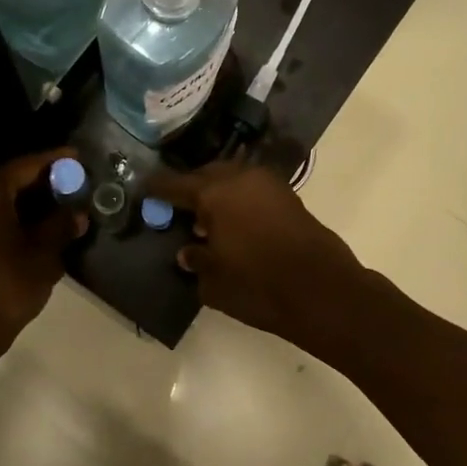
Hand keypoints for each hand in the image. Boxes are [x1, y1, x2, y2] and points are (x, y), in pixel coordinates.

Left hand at [0, 149, 87, 350]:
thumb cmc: (4, 287)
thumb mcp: (42, 256)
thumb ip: (60, 227)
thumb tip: (76, 214)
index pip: (24, 167)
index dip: (53, 162)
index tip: (76, 157)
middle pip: (4, 182)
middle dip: (37, 185)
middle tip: (68, 187)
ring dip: (19, 204)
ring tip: (52, 209)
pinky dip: (1, 218)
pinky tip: (25, 228)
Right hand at [149, 161, 367, 347]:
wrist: (322, 290)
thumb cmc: (258, 285)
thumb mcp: (214, 281)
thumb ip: (196, 260)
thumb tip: (187, 251)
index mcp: (215, 193)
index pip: (175, 184)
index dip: (157, 189)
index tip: (144, 190)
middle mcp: (241, 178)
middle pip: (206, 175)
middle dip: (190, 188)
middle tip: (177, 207)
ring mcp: (268, 184)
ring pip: (232, 179)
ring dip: (217, 193)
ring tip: (206, 219)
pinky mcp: (288, 197)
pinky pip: (252, 190)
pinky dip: (238, 200)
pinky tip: (233, 223)